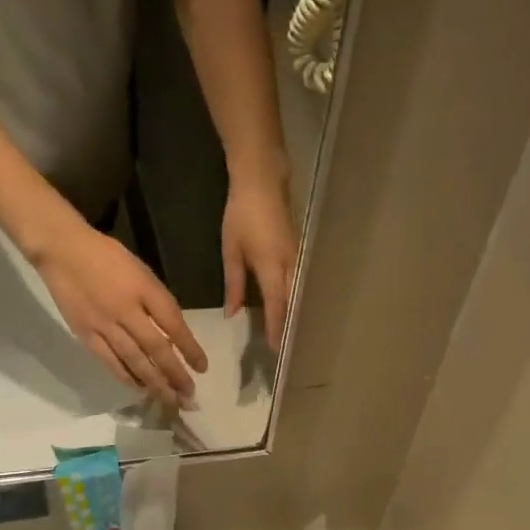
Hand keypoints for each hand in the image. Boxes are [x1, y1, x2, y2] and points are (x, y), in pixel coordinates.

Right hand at [34, 222, 207, 405]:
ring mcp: (104, 325)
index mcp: (144, 289)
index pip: (174, 324)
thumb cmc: (107, 256)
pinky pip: (110, 361)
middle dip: (175, 374)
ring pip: (135, 360)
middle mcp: (127, 310)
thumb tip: (173, 332)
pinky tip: (140, 389)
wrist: (62, 250)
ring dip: (154, 383)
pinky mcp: (86, 334)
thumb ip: (157, 301)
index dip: (190, 348)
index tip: (202, 368)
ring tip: (170, 399)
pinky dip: (126, 377)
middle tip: (189, 395)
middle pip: (156, 349)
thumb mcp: (142, 271)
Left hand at [221, 178, 297, 349]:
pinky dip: (293, 297)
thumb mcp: (231, 251)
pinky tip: (288, 306)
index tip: (275, 348)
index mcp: (272, 268)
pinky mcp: (298, 252)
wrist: (263, 181)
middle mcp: (290, 267)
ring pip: (297, 294)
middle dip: (288, 325)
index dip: (275, 328)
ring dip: (293, 313)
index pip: (276, 307)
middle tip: (284, 346)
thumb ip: (234, 284)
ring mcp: (298, 259)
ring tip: (287, 332)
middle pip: (292, 304)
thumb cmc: (242, 215)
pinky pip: (298, 282)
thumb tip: (233, 313)